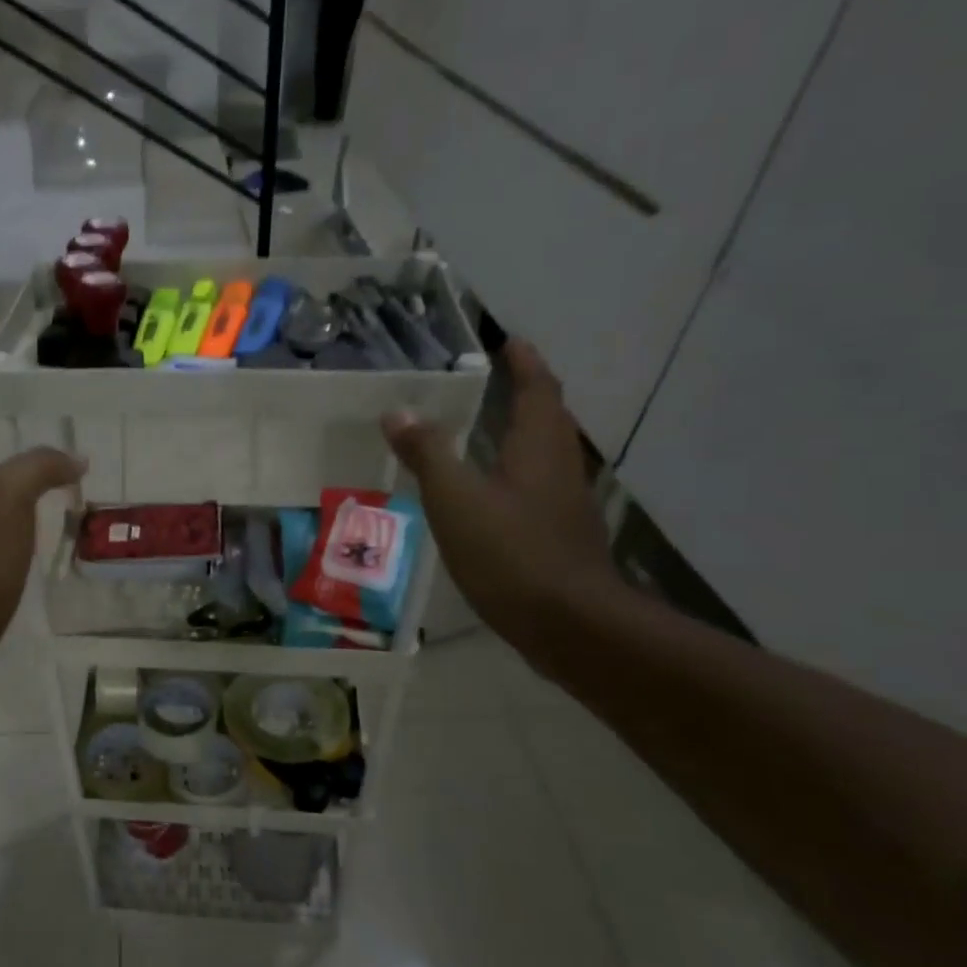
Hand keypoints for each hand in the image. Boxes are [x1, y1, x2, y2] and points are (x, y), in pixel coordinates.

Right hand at [382, 341, 622, 647]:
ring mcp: (564, 504)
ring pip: (545, 454)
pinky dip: (516, 473)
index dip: (524, 362)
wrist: (569, 624)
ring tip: (488, 429)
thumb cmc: (511, 553)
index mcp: (538, 447)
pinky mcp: (559, 536)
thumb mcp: (456, 499)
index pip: (538, 389)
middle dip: (527, 394)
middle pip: (549, 418)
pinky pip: (537, 487)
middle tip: (497, 380)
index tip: (509, 341)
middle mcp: (559, 467)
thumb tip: (398, 412)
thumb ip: (427, 454)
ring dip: (523, 433)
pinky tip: (491, 493)